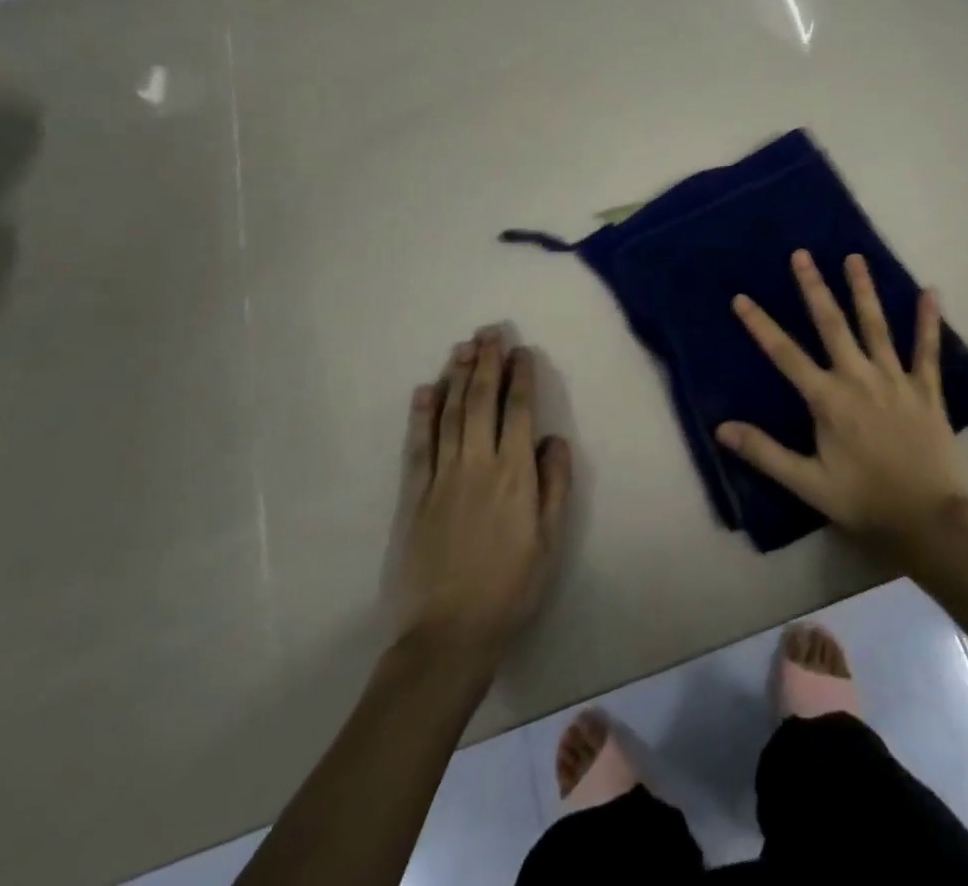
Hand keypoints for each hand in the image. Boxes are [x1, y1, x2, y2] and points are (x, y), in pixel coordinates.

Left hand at [393, 328, 572, 663]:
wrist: (448, 635)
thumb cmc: (510, 588)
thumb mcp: (549, 541)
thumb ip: (554, 485)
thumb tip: (554, 438)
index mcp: (514, 474)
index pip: (518, 411)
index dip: (520, 377)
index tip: (521, 350)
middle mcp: (477, 464)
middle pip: (480, 401)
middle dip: (486, 362)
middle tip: (489, 331)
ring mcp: (441, 477)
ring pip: (449, 414)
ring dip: (456, 376)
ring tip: (462, 347)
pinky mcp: (413, 495)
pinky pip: (418, 445)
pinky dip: (421, 414)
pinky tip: (425, 390)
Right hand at [718, 251, 967, 553]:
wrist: (931, 519)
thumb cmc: (866, 501)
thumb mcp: (808, 483)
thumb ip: (765, 453)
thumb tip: (722, 428)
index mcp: (828, 399)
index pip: (785, 354)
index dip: (761, 325)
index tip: (741, 297)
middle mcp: (859, 378)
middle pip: (832, 324)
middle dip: (814, 287)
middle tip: (802, 254)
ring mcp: (896, 379)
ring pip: (876, 325)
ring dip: (863, 290)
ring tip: (854, 257)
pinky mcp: (927, 389)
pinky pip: (928, 349)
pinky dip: (929, 321)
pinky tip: (931, 292)